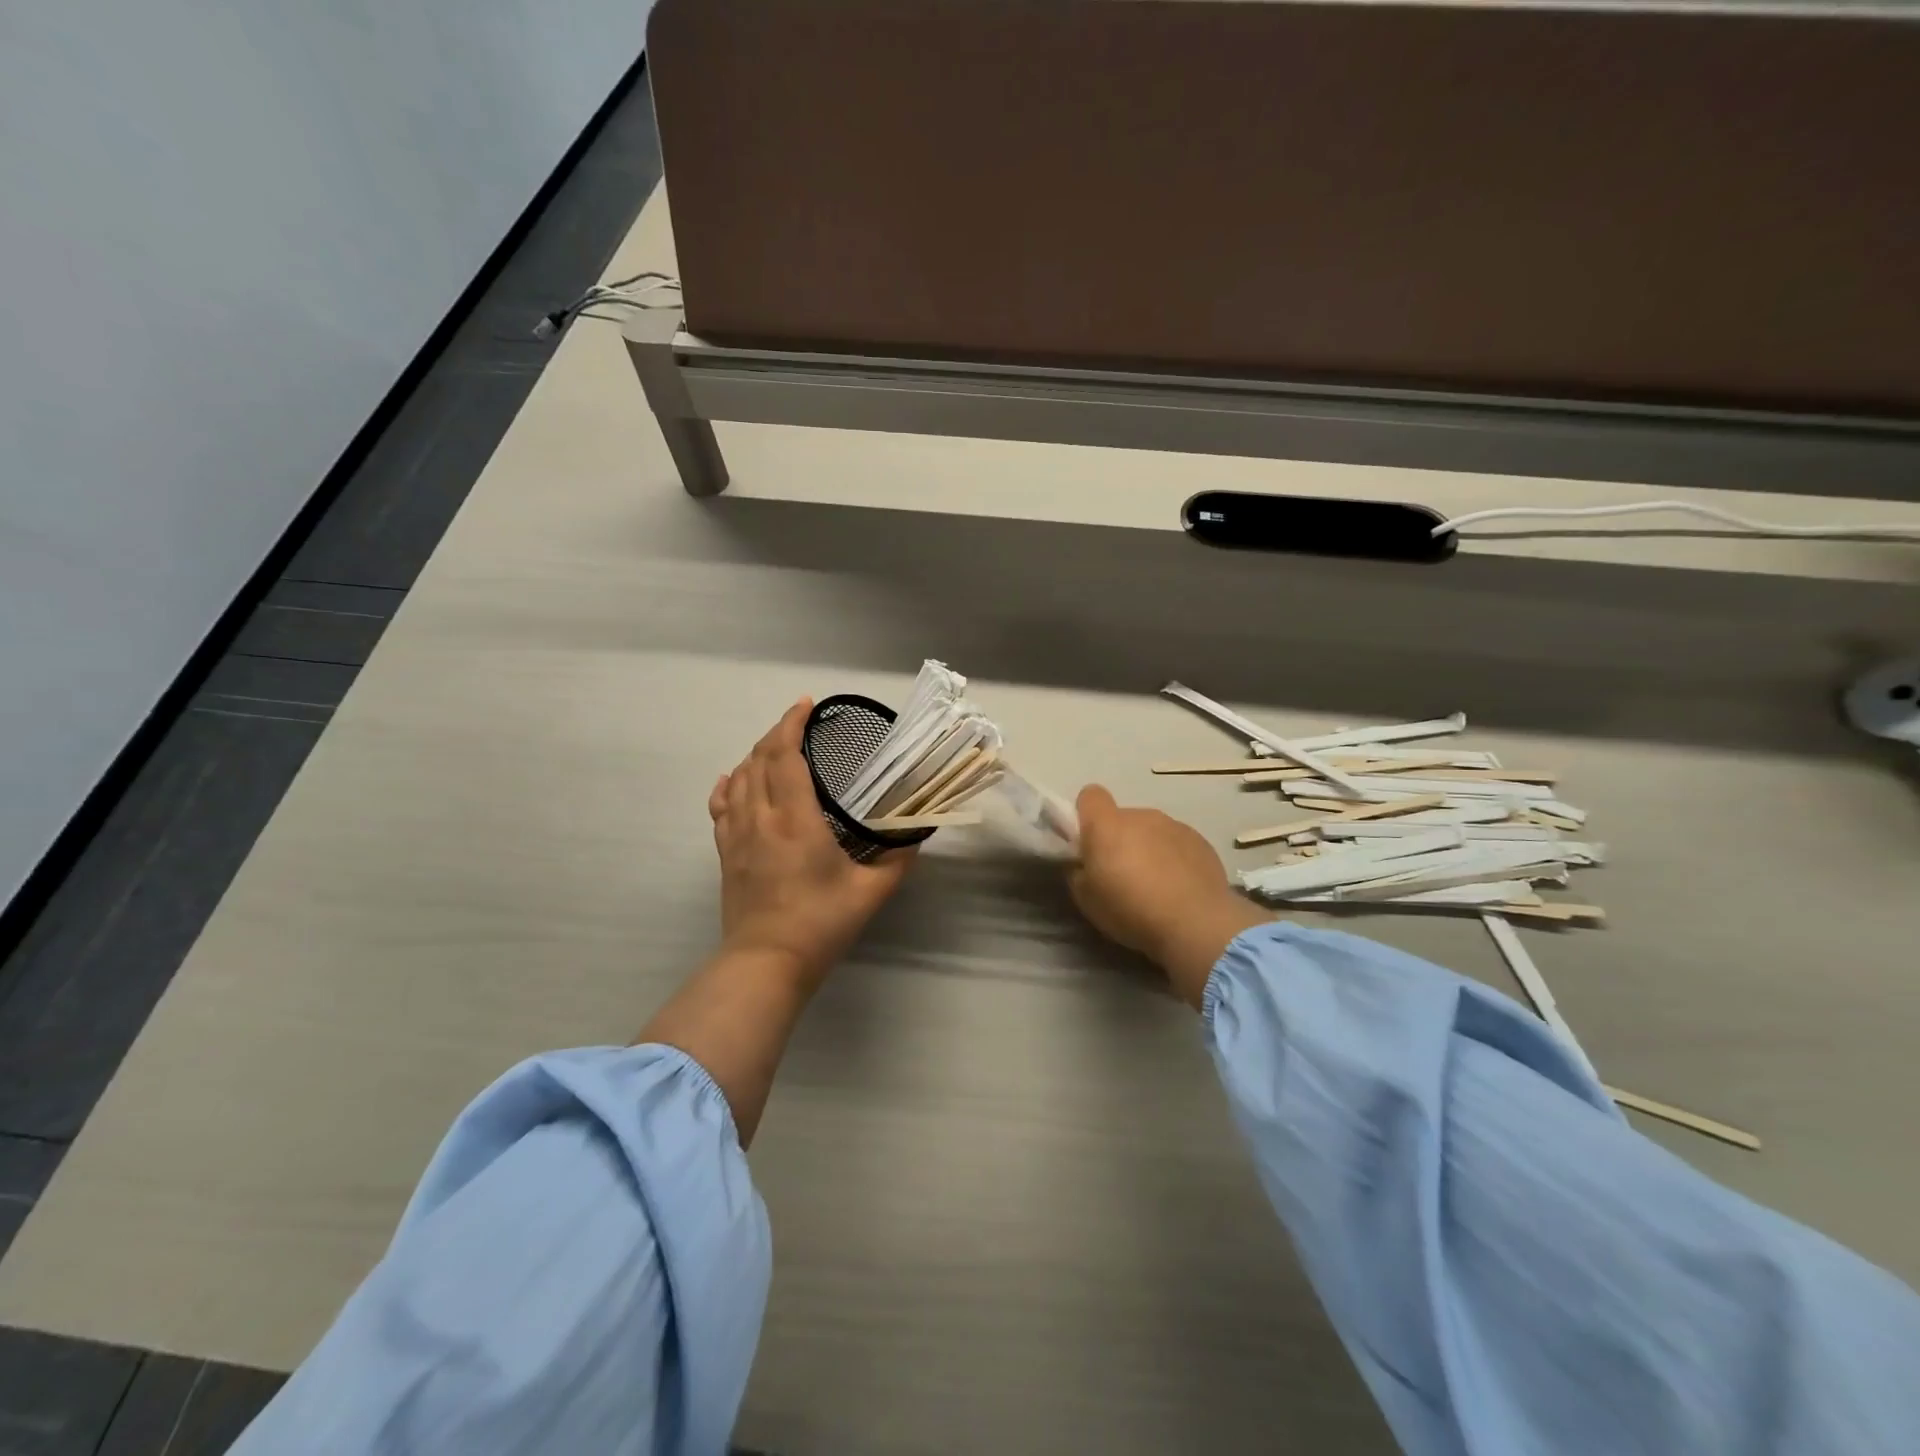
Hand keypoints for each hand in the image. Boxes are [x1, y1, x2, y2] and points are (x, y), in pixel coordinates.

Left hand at [709, 699, 916, 983]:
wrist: (766, 962)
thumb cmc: (821, 924)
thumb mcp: (871, 892)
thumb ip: (898, 859)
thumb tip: (916, 835)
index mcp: (796, 819)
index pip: (785, 755)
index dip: (792, 723)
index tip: (806, 705)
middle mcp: (761, 817)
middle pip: (759, 759)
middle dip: (777, 733)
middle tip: (800, 724)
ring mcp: (737, 835)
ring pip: (738, 778)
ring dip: (756, 755)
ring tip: (777, 748)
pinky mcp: (725, 853)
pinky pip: (721, 807)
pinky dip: (728, 785)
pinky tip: (734, 779)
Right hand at [1068, 785, 1269, 1006]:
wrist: (1195, 923)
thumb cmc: (1130, 910)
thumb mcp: (1086, 900)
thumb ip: (1079, 873)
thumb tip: (1085, 865)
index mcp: (1107, 825)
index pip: (1090, 796)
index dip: (1086, 814)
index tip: (1089, 842)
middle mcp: (1141, 816)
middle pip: (1123, 818)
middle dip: (1120, 840)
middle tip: (1123, 876)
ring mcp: (1174, 825)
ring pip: (1152, 831)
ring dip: (1148, 849)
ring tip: (1155, 886)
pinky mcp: (1201, 841)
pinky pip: (1177, 844)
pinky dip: (1174, 859)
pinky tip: (1180, 889)